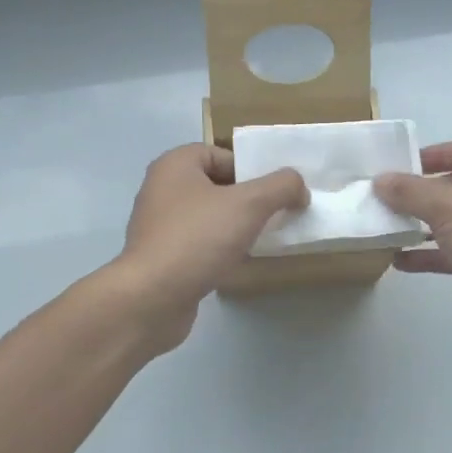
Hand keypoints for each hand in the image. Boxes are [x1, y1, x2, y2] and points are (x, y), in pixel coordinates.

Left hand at [109, 144, 308, 349]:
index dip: (250, 169)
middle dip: (246, 200)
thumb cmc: (198, 238)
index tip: (273, 193)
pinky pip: (198, 245)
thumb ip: (281, 186)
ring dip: (234, 227)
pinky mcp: (160, 258)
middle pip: (215, 186)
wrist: (152, 298)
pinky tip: (235, 264)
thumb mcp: (250, 204)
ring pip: (207, 217)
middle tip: (274, 216)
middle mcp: (161, 190)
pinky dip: (218, 251)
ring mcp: (158, 226)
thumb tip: (298, 186)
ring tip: (259, 241)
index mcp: (174, 165)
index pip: (220, 154)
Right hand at [374, 140, 451, 367]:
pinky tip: (399, 262)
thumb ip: (411, 192)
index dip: (432, 154)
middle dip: (420, 192)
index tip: (398, 166)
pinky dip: (429, 254)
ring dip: (420, 225)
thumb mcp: (449, 208)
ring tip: (385, 228)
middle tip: (383, 199)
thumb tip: (381, 180)